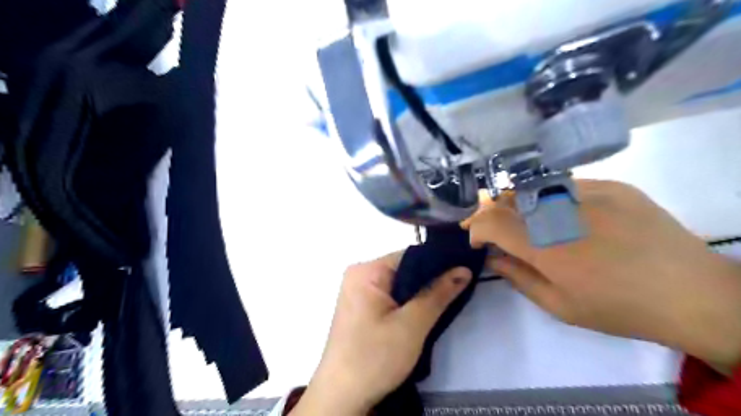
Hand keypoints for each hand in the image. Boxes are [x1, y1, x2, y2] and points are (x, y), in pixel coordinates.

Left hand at [288, 252, 467, 414]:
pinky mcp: (362, 308)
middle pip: (404, 269)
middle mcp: (360, 275)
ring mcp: (359, 292)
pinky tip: (425, 312)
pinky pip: (391, 297)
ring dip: (421, 294)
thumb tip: (463, 269)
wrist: (342, 397)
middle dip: (430, 280)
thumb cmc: (374, 357)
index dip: (438, 262)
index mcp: (366, 271)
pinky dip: (408, 303)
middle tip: (460, 287)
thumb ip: (438, 294)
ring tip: (447, 300)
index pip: (410, 255)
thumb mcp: (412, 325)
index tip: (465, 269)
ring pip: (400, 285)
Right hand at [465, 181, 739, 375]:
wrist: (693, 293)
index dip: (475, 228)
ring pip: (532, 189)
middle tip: (487, 224)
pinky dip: (549, 198)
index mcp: (546, 247)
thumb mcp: (559, 305)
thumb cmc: (618, 307)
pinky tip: (558, 213)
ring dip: (515, 203)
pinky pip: (564, 186)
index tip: (476, 240)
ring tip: (517, 217)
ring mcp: (589, 192)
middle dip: (488, 212)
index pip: (491, 223)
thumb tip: (491, 257)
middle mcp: (561, 212)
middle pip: (506, 200)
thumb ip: (517, 277)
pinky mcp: (612, 186)